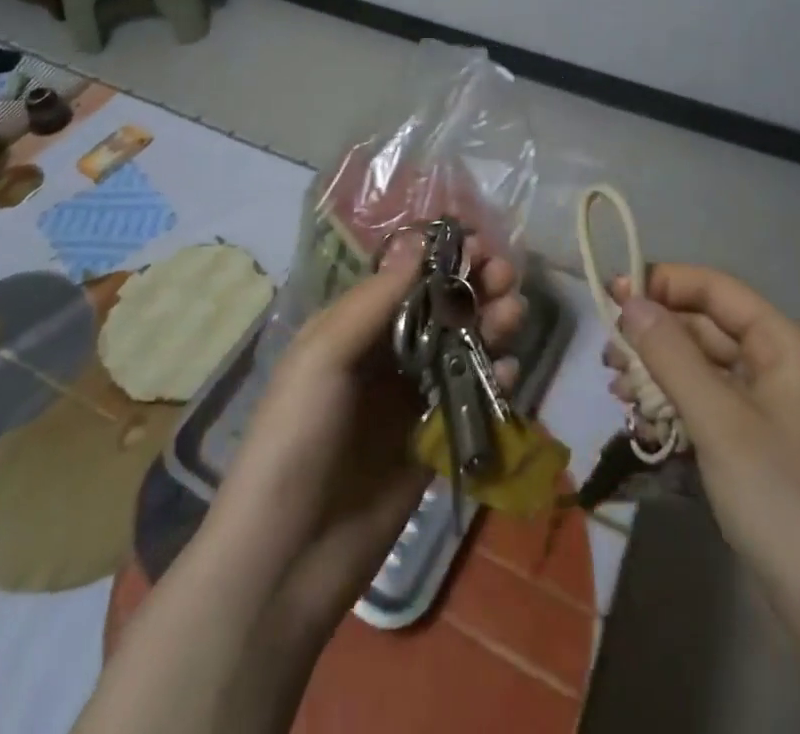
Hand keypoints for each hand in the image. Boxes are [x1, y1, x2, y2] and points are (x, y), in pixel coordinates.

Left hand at [78, 239, 527, 733]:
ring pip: (459, 348)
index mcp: (351, 327)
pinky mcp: (430, 443)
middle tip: (504, 275)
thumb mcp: (323, 356)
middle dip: (473, 286)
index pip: (405, 278)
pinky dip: (492, 380)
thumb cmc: (295, 438)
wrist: (286, 558)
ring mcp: (408, 400)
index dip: (442, 258)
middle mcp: (382, 355)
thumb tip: (420, 242)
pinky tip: (508, 372)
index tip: (478, 241)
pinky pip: (468, 399)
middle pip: (439, 308)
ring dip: (490, 324)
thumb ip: (375, 301)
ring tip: (514, 312)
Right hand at [606, 265, 799, 619]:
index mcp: (787, 344)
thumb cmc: (781, 500)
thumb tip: (629, 299)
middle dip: (654, 337)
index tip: (609, 294)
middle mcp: (781, 364)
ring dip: (657, 374)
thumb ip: (669, 353)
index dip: (662, 283)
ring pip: (701, 367)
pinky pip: (708, 404)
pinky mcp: (758, 443)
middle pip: (705, 327)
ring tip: (619, 394)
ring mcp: (771, 407)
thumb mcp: (718, 420)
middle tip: (608, 359)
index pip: (715, 289)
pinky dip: (674, 406)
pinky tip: (643, 423)